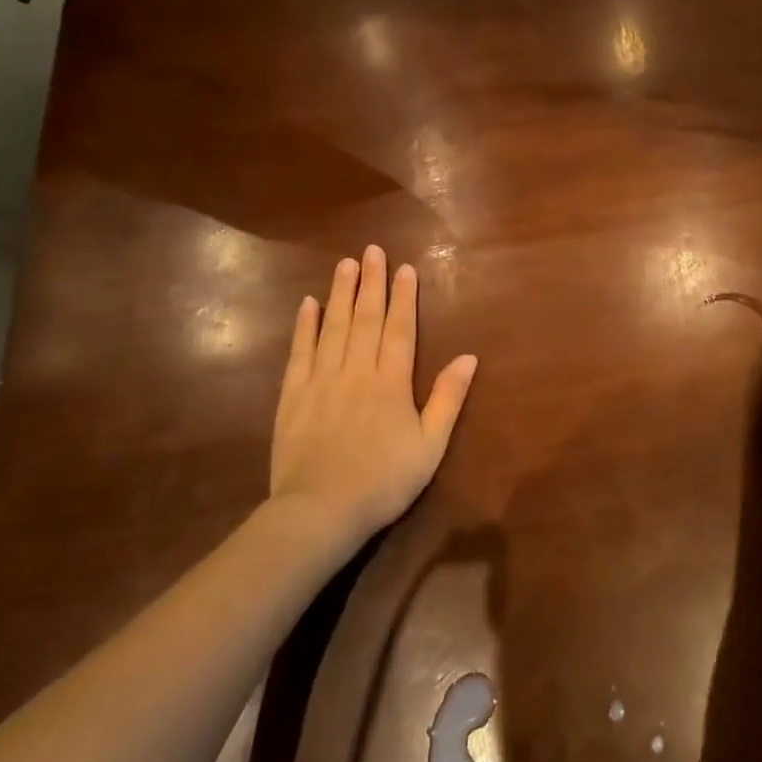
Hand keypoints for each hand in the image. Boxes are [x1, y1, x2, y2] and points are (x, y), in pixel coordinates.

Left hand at [270, 245, 478, 543]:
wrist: (320, 510)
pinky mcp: (293, 396)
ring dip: (340, 293)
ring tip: (345, 264)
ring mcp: (321, 380)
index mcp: (391, 382)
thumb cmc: (384, 481)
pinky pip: (300, 352)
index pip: (399, 329)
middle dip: (371, 282)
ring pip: (333, 327)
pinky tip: (308, 304)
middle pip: (365, 318)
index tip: (405, 268)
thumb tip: (469, 357)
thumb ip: (448, 399)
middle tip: (372, 250)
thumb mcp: (430, 445)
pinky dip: (304, 326)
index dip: (403, 297)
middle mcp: (356, 371)